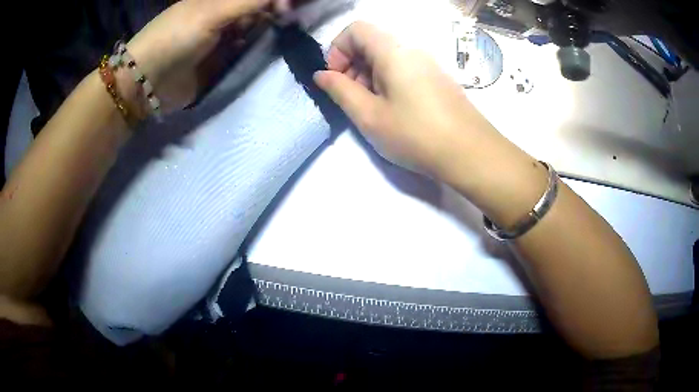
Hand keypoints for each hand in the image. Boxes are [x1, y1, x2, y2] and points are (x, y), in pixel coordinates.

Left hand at [125, 0, 292, 113]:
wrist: (147, 82)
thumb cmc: (175, 37)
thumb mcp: (212, 12)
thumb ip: (250, 2)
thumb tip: (285, 2)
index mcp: (218, 0)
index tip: (290, 8)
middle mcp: (223, 15)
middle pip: (258, 9)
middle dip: (278, 11)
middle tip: (295, 20)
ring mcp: (222, 39)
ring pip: (256, 28)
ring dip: (271, 29)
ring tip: (289, 32)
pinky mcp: (222, 62)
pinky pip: (247, 51)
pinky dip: (260, 48)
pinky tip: (271, 47)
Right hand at [314, 21, 492, 177]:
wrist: (470, 153)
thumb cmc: (415, 133)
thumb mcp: (369, 115)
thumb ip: (340, 90)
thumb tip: (321, 75)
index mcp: (393, 49)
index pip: (356, 29)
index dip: (337, 50)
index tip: (336, 79)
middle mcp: (412, 48)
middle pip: (371, 42)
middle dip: (351, 65)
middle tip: (351, 98)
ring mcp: (428, 63)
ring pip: (387, 57)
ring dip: (368, 76)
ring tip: (371, 108)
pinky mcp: (437, 78)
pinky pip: (404, 69)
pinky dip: (388, 82)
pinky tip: (392, 109)